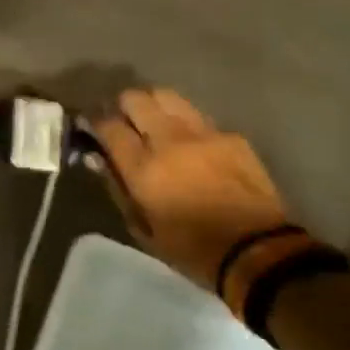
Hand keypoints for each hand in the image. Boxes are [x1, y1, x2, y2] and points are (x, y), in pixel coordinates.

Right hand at [91, 88, 289, 291]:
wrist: (257, 252)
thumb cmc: (192, 250)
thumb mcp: (142, 228)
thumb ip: (118, 188)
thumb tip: (101, 160)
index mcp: (144, 168)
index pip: (109, 126)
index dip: (96, 122)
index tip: (93, 126)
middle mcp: (170, 140)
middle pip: (136, 99)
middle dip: (123, 105)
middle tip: (123, 120)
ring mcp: (203, 133)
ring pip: (168, 97)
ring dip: (154, 105)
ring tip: (154, 121)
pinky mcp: (230, 135)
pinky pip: (198, 117)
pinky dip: (185, 123)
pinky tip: (190, 142)